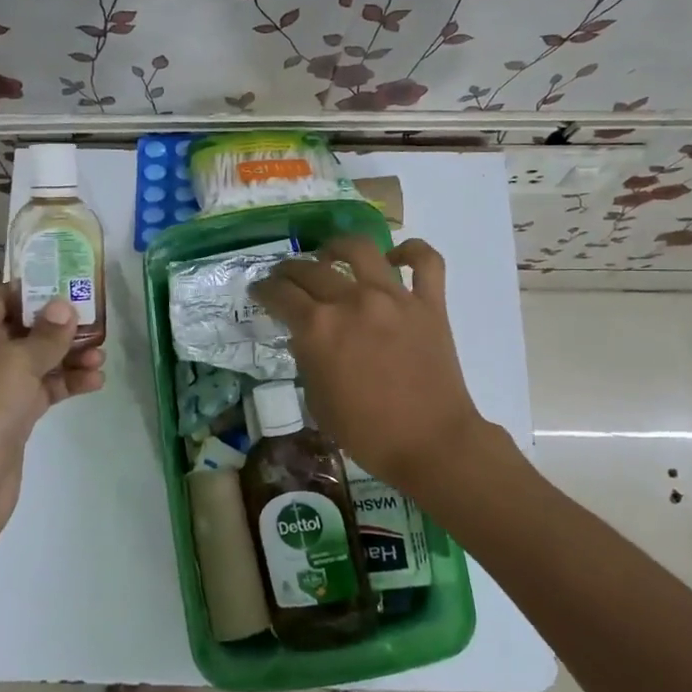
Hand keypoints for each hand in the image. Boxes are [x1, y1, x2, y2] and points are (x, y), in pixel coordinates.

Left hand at [0, 284, 105, 531]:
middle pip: (24, 327)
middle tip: (99, 322)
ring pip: (37, 359)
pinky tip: (95, 381)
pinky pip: (43, 388)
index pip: (2, 297)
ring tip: (102, 357)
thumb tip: (64, 305)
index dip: (36, 290)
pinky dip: (66, 382)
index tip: (73, 286)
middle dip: (61, 325)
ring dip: (69, 355)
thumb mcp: (16, 363)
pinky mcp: (12, 415)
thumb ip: (46, 333)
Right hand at [253, 237, 487, 495]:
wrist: (431, 444)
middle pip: (310, 269)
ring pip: (360, 249)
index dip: (263, 291)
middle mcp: (352, 301)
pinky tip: (395, 257)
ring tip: (329, 255)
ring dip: (337, 247)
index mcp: (319, 328)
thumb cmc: (367, 432)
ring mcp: (394, 297)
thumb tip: (304, 338)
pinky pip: (425, 261)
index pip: (280, 294)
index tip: (259, 292)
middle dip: (289, 271)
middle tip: (285, 279)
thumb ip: (306, 361)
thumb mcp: (318, 401)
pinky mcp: (430, 303)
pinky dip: (411, 251)